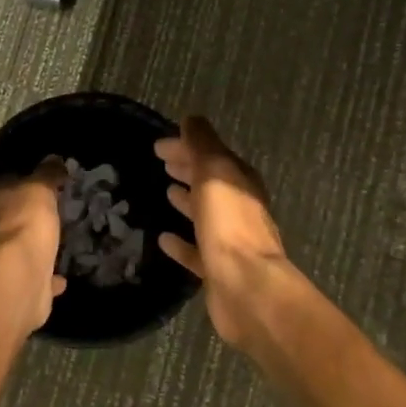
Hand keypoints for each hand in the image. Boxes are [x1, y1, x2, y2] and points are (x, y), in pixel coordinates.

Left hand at [0, 157, 67, 331]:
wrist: (18, 278)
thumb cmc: (23, 223)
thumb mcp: (40, 189)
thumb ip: (47, 174)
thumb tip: (54, 159)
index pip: (0, 187)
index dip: (20, 184)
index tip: (41, 186)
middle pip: (3, 220)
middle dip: (23, 219)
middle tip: (49, 216)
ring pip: (13, 251)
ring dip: (30, 249)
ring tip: (55, 246)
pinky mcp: (7, 288)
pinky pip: (29, 277)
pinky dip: (42, 276)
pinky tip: (60, 277)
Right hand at [155, 117, 288, 344]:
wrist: (246, 287)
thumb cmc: (229, 225)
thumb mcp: (214, 174)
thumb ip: (202, 146)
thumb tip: (191, 119)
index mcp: (240, 182)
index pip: (211, 154)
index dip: (186, 146)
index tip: (158, 146)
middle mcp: (238, 208)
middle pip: (210, 182)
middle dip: (188, 169)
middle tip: (162, 163)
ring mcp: (229, 240)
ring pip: (205, 213)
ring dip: (187, 200)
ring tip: (165, 192)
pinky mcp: (217, 269)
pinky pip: (195, 250)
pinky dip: (181, 242)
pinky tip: (163, 239)